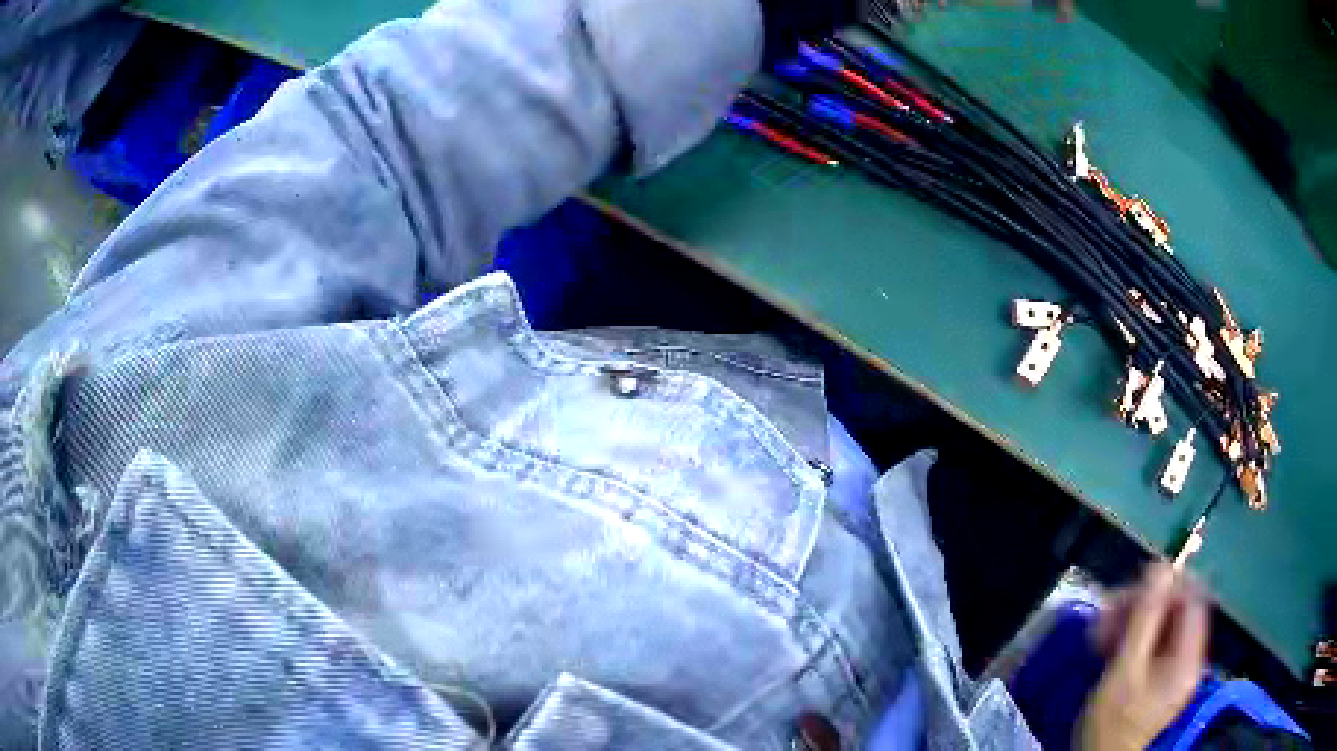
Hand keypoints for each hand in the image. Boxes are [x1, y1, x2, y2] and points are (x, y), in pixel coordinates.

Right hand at [1078, 564, 1208, 750]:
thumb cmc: (1111, 722)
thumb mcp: (1124, 671)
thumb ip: (1145, 619)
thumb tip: (1161, 567)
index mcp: (1188, 659)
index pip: (1194, 600)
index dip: (1170, 585)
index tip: (1136, 585)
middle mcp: (1189, 660)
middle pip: (1176, 613)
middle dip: (1142, 606)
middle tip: (1109, 611)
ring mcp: (1174, 670)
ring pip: (1161, 627)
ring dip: (1132, 622)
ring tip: (1101, 631)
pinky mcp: (1159, 678)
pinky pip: (1152, 645)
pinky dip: (1131, 639)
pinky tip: (1108, 645)